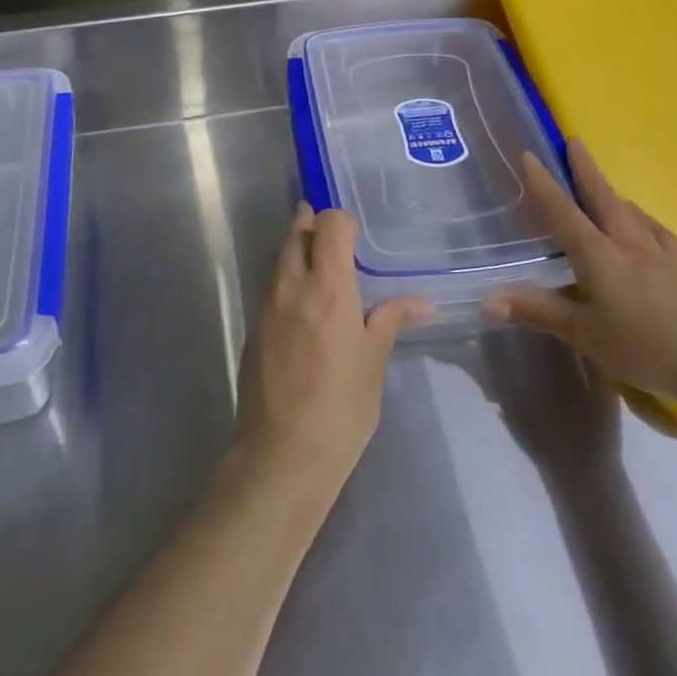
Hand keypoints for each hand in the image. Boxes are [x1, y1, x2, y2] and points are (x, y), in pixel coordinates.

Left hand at [232, 205, 434, 498]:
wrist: (282, 453)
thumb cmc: (341, 407)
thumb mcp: (374, 362)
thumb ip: (391, 321)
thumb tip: (423, 303)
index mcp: (328, 286)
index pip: (329, 224)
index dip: (342, 221)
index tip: (355, 237)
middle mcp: (292, 285)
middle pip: (296, 233)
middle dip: (312, 225)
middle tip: (334, 240)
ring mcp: (266, 306)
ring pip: (279, 258)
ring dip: (297, 251)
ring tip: (320, 268)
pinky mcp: (253, 328)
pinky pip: (270, 287)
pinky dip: (286, 281)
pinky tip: (302, 307)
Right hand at [481, 141, 676, 410]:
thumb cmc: (647, 346)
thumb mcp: (584, 334)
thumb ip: (537, 312)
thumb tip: (487, 299)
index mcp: (599, 254)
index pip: (563, 211)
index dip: (542, 183)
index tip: (528, 154)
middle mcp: (629, 245)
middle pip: (603, 198)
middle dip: (585, 169)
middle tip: (574, 143)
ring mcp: (661, 257)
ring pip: (632, 213)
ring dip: (613, 194)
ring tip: (605, 189)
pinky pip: (659, 235)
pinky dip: (645, 223)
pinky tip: (648, 230)